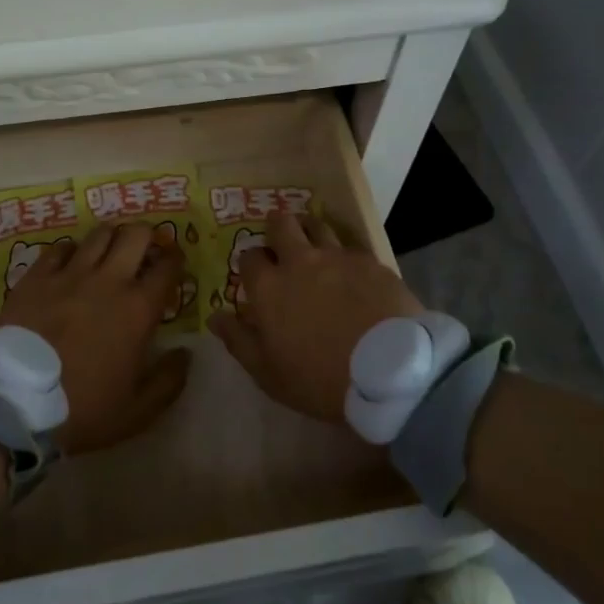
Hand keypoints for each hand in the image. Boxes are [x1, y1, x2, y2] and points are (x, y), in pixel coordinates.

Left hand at [0, 223, 190, 453]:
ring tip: (109, 251)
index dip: (175, 260)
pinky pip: (59, 248)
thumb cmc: (83, 410)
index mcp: (138, 309)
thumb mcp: (138, 411)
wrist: (15, 404)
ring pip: (99, 234)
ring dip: (111, 238)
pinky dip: (71, 251)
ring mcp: (69, 274)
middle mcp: (108, 280)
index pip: (167, 267)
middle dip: (147, 236)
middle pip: (135, 235)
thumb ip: (169, 380)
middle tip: (144, 250)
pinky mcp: (36, 277)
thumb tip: (186, 353)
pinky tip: (69, 263)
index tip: (173, 264)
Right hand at [208, 213, 422, 427]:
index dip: (250, 263)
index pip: (249, 257)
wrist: (389, 372)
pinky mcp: (370, 261)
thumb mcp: (269, 374)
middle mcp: (300, 261)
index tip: (256, 274)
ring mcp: (338, 257)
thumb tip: (215, 316)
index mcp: (269, 287)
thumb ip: (239, 341)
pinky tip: (352, 269)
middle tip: (281, 239)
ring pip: (318, 225)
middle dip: (277, 227)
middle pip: (282, 224)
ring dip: (310, 230)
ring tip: (314, 242)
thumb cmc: (320, 379)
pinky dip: (345, 253)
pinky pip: (351, 247)